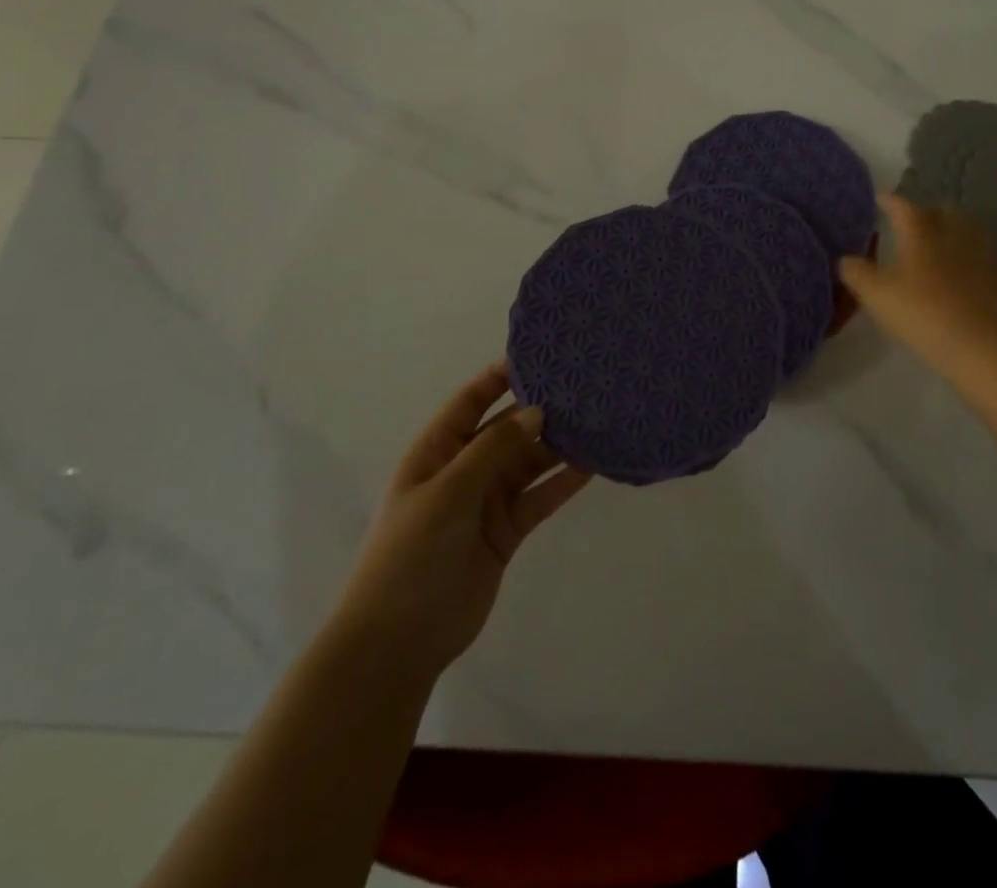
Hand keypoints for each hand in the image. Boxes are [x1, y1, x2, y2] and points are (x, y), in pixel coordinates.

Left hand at [335, 363, 589, 678]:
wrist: (399, 640)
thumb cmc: (411, 553)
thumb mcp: (448, 491)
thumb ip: (493, 449)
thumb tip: (536, 411)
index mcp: (437, 451)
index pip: (471, 401)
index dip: (500, 376)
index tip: (540, 355)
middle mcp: (464, 469)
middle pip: (507, 429)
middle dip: (540, 409)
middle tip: (583, 387)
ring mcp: (487, 501)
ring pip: (529, 462)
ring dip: (558, 445)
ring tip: (597, 420)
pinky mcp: (507, 531)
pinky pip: (540, 497)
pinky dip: (563, 482)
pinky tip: (593, 465)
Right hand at [838, 192, 996, 370]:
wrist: (971, 340)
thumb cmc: (917, 309)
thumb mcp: (874, 293)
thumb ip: (856, 272)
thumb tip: (846, 260)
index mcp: (920, 232)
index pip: (902, 206)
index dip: (889, 200)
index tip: (880, 198)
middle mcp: (952, 235)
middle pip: (944, 212)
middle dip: (930, 213)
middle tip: (917, 223)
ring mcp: (979, 256)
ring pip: (973, 231)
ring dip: (960, 231)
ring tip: (949, 240)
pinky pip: (993, 265)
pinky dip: (984, 264)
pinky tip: (978, 272)